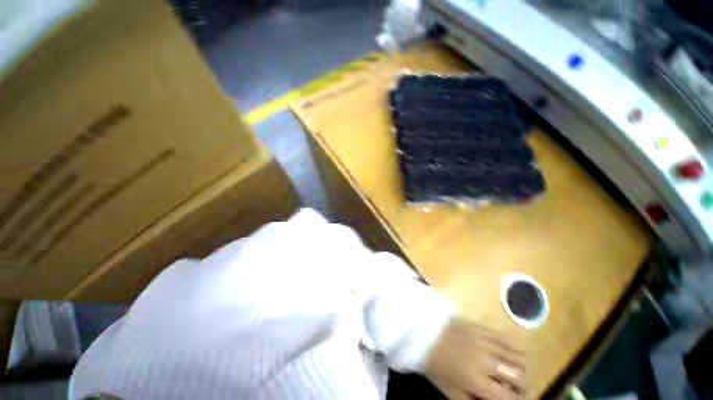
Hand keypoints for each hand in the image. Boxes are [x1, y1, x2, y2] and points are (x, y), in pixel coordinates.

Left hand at [424, 319, 525, 399]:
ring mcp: (485, 341)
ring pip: (517, 357)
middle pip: (519, 377)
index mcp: (478, 381)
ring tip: (513, 373)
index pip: (510, 398)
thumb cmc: (434, 363)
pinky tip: (510, 355)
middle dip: (521, 387)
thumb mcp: (450, 391)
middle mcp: (487, 361)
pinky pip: (505, 338)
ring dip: (520, 368)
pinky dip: (513, 350)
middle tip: (514, 389)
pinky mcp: (480, 327)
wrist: (421, 330)